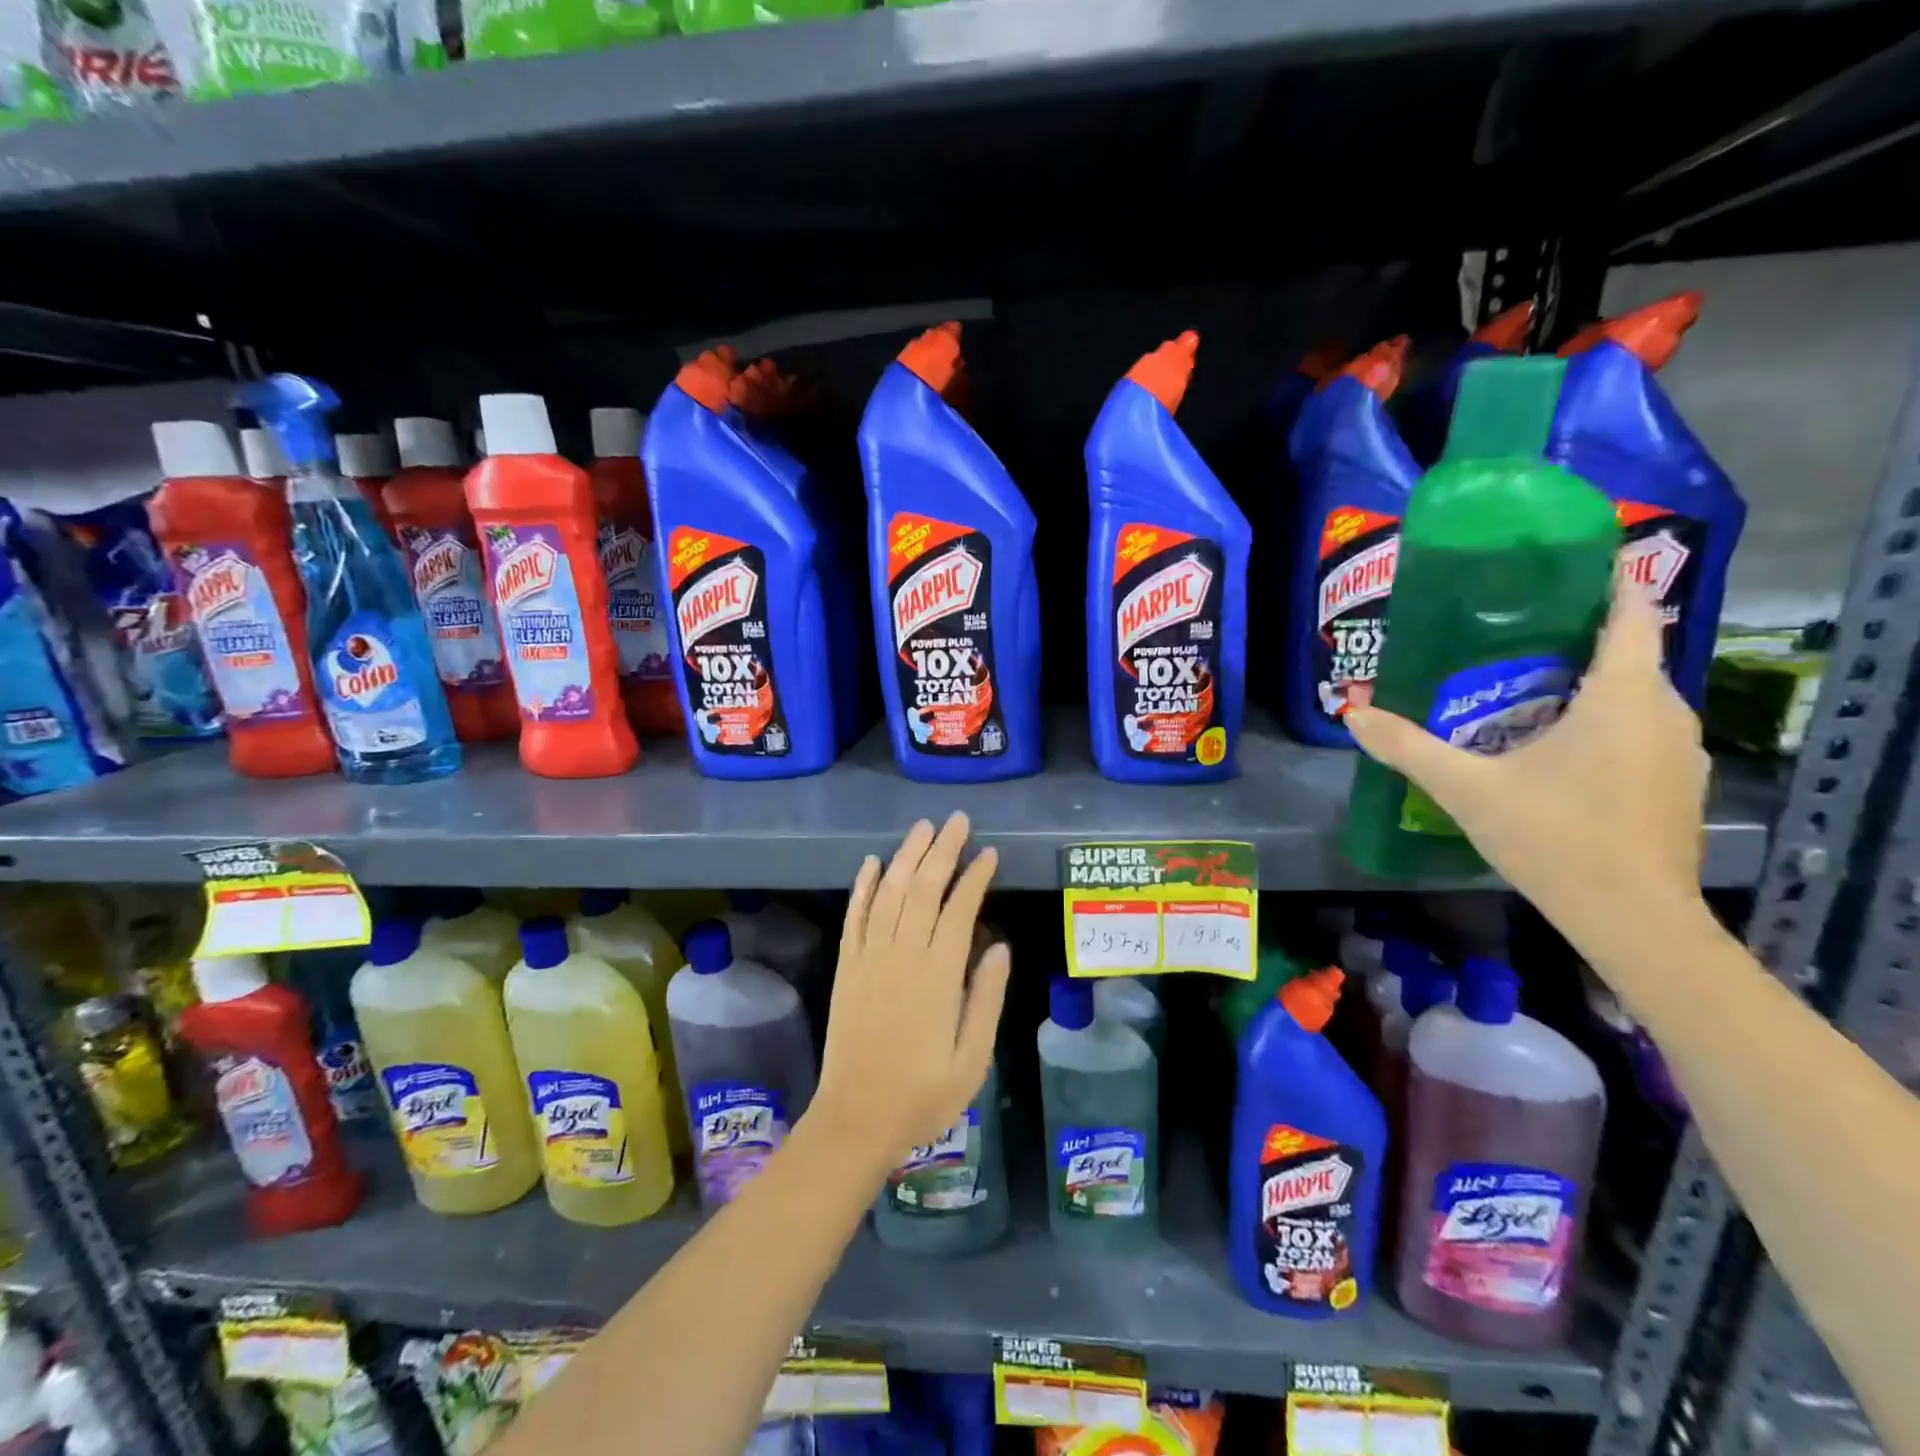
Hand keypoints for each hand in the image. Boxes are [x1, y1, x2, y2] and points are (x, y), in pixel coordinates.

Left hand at [810, 813, 1010, 1170]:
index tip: (989, 853)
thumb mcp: (972, 1059)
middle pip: (922, 888)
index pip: (958, 909)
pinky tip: (871, 863)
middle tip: (958, 821)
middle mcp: (901, 956)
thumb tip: (999, 945)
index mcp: (937, 976)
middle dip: (942, 850)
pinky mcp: (846, 967)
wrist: (855, 1120)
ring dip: (906, 856)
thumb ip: (987, 998)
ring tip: (923, 828)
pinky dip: (862, 886)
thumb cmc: (922, 1095)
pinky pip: (854, 916)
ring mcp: (868, 958)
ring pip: (887, 893)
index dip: (975, 876)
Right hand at [1345, 587, 1709, 950]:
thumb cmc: (1554, 837)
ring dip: (1588, 686)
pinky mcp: (1677, 785)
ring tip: (1525, 690)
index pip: (1632, 612)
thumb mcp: (1466, 789)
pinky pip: (1639, 731)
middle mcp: (1664, 711)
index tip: (1565, 567)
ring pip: (1633, 696)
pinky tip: (1557, 749)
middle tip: (1510, 637)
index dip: (1607, 581)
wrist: (1632, 919)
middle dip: (1575, 640)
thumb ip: (1407, 747)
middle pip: (1626, 654)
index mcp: (1623, 695)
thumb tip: (1352, 714)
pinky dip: (1603, 723)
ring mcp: (1679, 751)